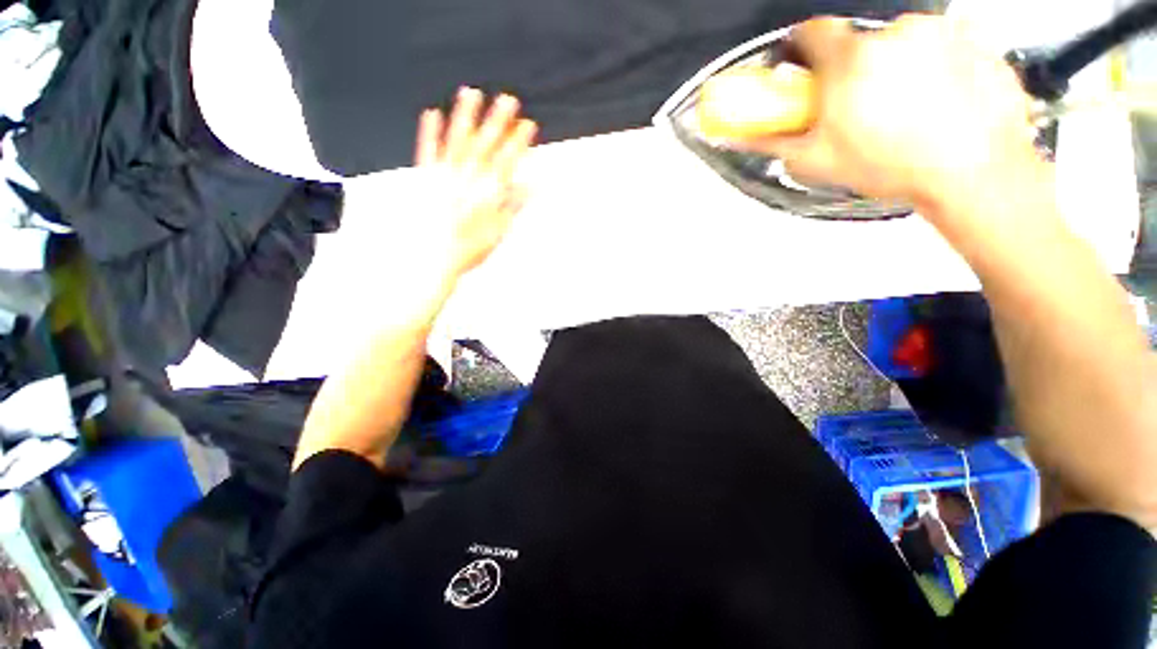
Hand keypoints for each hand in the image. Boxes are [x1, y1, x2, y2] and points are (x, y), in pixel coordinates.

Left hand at [416, 88, 537, 276]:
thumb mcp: (500, 230)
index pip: (507, 161)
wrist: (436, 258)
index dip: (519, 142)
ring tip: (470, 92)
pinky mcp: (426, 179)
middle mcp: (467, 179)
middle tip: (508, 98)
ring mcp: (445, 176)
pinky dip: (429, 133)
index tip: (528, 124)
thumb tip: (533, 186)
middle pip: (485, 145)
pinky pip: (427, 152)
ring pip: (457, 141)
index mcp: (487, 192)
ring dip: (464, 116)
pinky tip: (431, 113)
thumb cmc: (471, 248)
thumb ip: (515, 205)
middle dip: (498, 121)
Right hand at [740, 15, 1048, 219]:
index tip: (808, 71)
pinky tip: (936, 100)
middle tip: (858, 109)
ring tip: (902, 111)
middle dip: (851, 71)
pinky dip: (933, 66)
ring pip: (899, 44)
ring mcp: (938, 31)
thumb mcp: (816, 162)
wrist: (974, 171)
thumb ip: (773, 142)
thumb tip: (741, 134)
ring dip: (893, 69)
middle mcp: (893, 33)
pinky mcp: (974, 39)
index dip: (803, 50)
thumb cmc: (895, 166)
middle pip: (857, 44)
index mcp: (850, 60)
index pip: (811, 33)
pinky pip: (940, 46)